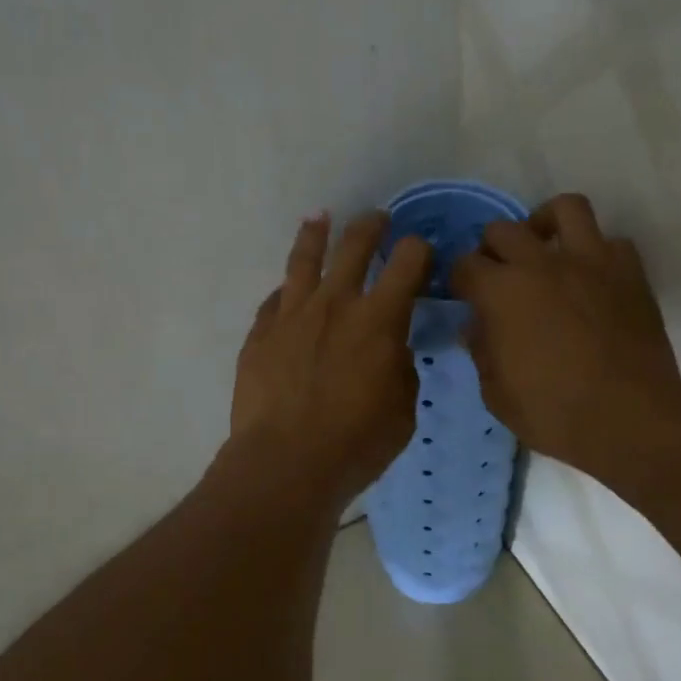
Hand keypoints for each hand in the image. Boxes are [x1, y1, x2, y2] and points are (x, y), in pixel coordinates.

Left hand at [229, 212, 432, 509]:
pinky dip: (286, 292)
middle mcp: (335, 303)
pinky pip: (274, 301)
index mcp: (379, 319)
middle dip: (371, 226)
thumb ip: (399, 367)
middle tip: (377, 218)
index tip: (420, 251)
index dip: (418, 250)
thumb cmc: (356, 443)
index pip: (408, 263)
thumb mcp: (402, 409)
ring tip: (319, 218)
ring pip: (304, 260)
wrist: (285, 462)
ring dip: (315, 234)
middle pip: (354, 246)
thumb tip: (391, 348)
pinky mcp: (260, 333)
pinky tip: (287, 291)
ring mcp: (291, 315)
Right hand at [450, 194, 680, 471]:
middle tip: (498, 275)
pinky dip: (596, 252)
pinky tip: (590, 277)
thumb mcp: (496, 393)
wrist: (630, 418)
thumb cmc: (553, 412)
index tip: (464, 296)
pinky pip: (611, 242)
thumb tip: (476, 326)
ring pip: (565, 208)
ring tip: (544, 247)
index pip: (464, 265)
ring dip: (546, 223)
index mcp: (500, 291)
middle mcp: (541, 263)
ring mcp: (589, 261)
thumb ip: (481, 351)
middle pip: (503, 230)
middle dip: (492, 250)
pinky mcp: (629, 272)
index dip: (459, 280)